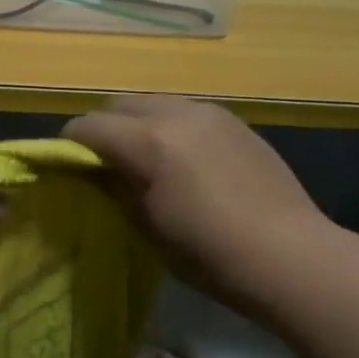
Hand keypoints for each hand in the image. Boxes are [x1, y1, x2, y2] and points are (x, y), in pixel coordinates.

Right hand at [65, 96, 329, 310]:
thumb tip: (89, 169)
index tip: (69, 167)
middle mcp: (175, 114)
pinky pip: (185, 111)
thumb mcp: (146, 227)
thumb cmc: (209, 254)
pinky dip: (169, 125)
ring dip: (137, 123)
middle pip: (118, 104)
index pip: (88, 126)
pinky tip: (184, 159)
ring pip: (153, 102)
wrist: (289, 255)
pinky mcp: (233, 120)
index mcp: (149, 143)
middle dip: (103, 128)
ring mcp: (208, 112)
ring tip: (147, 158)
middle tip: (107, 163)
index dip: (69, 145)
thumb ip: (112, 187)